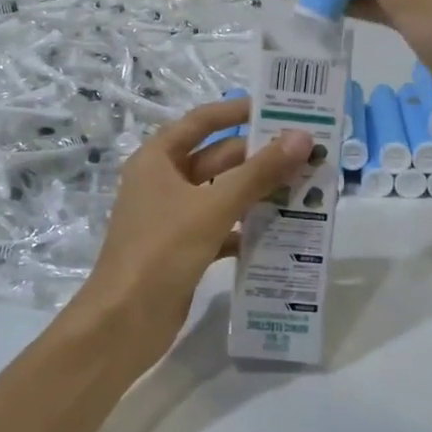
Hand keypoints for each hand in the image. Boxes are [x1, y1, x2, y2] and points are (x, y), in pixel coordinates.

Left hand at [74, 98, 310, 363]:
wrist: (124, 322)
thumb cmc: (162, 250)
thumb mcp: (213, 207)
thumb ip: (259, 172)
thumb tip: (301, 137)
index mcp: (158, 160)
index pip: (201, 122)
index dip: (237, 111)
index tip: (278, 108)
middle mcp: (163, 183)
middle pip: (217, 158)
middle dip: (259, 156)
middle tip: (307, 154)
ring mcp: (173, 218)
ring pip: (222, 194)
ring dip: (258, 193)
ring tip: (306, 188)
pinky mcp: (185, 249)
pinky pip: (222, 228)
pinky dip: (247, 228)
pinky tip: (283, 232)